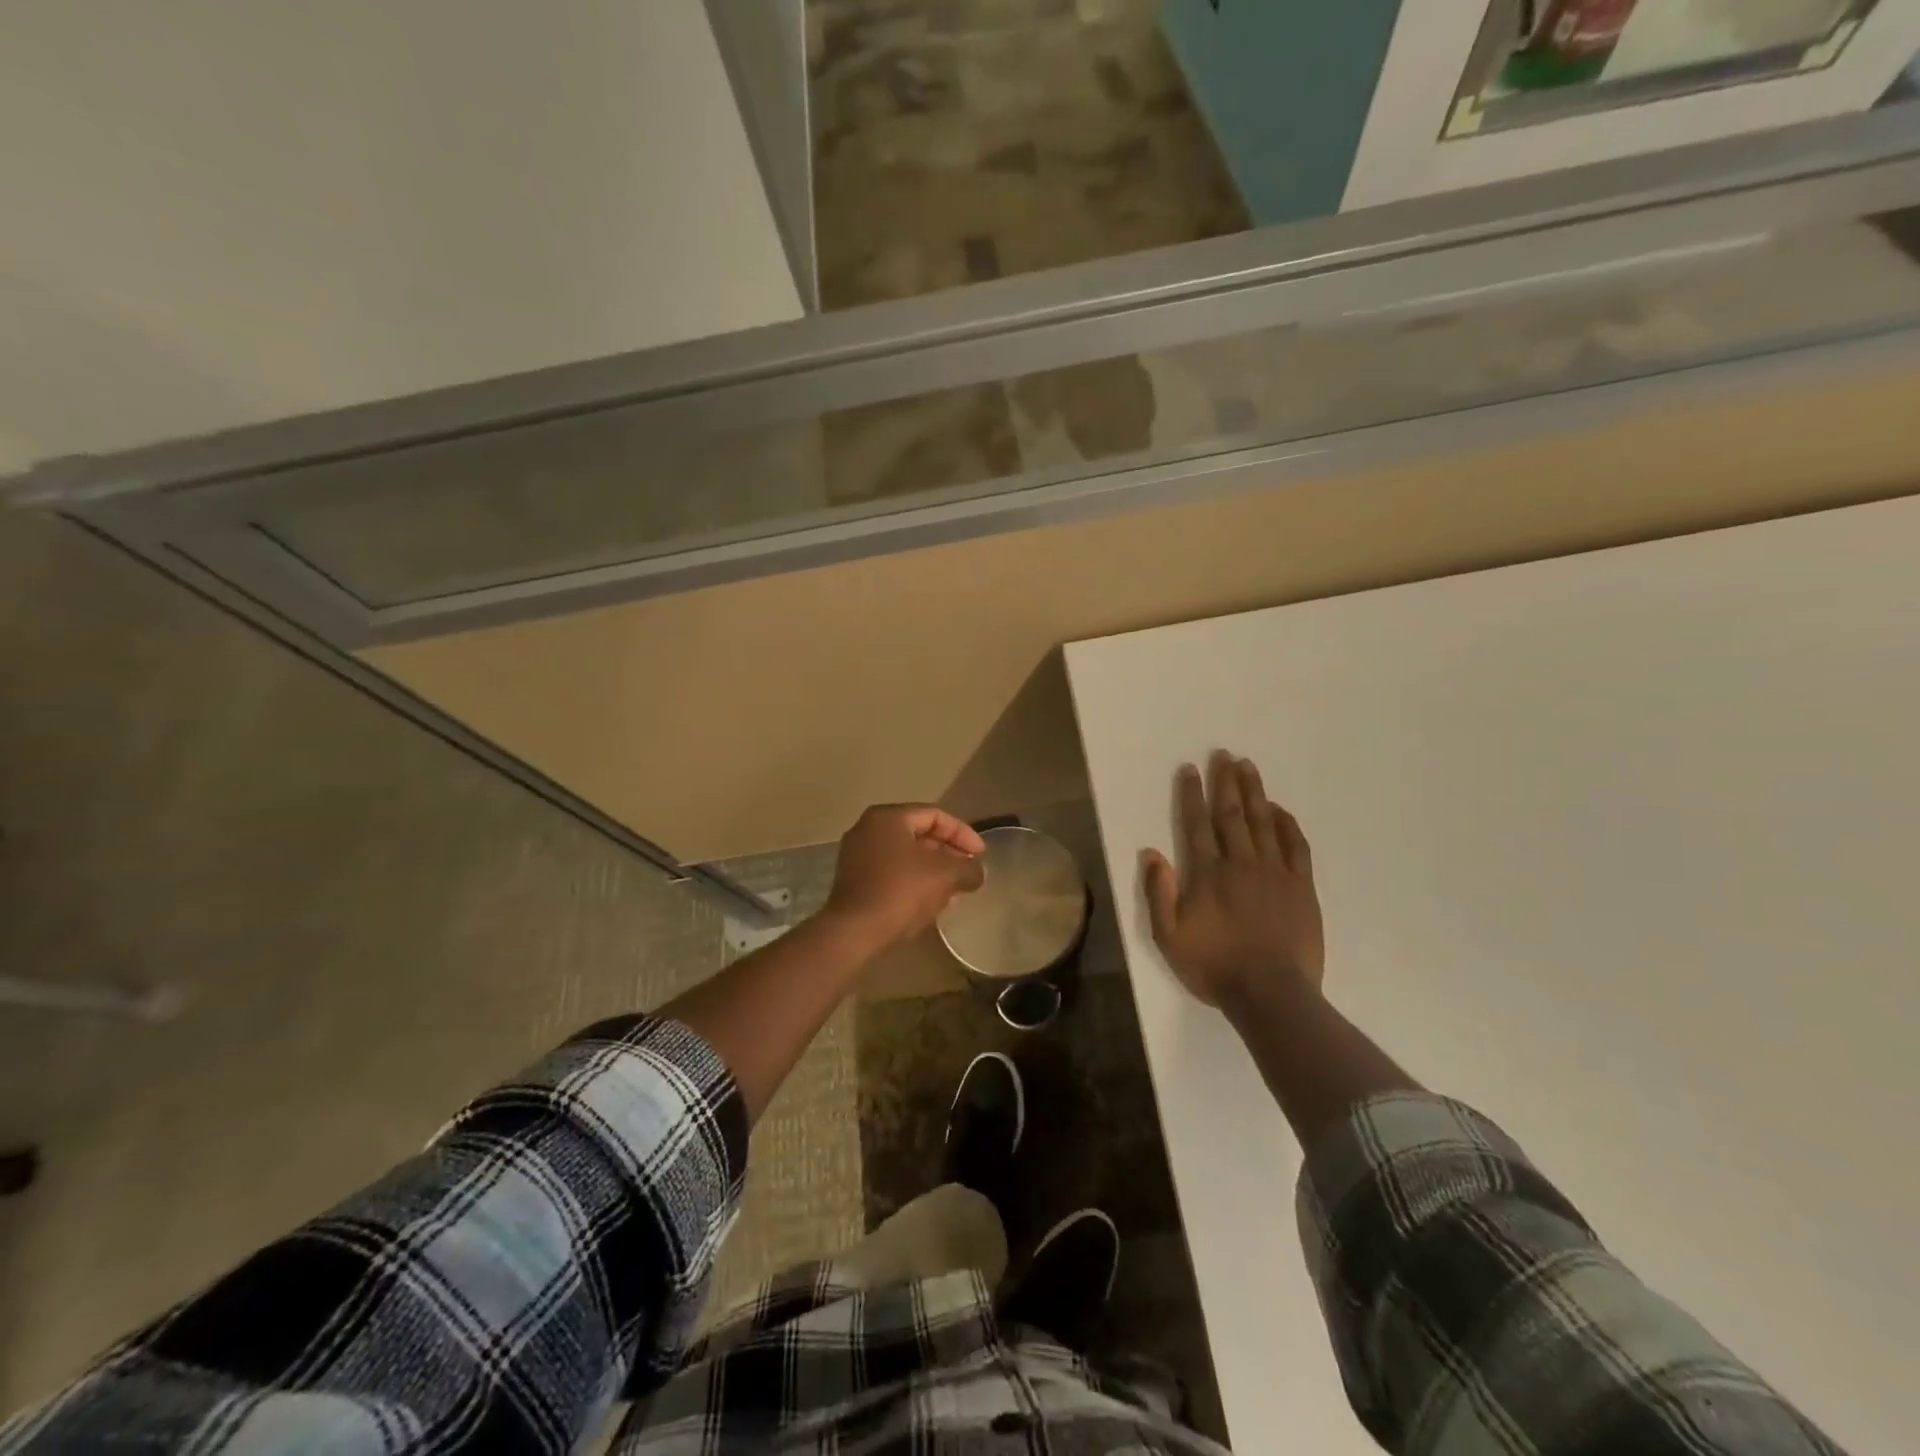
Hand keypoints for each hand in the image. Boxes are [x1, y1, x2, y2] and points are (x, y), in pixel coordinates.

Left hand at [823, 804, 985, 949]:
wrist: (854, 931)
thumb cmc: (901, 891)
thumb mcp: (945, 875)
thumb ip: (968, 869)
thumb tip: (976, 873)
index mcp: (888, 817)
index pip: (935, 815)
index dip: (963, 833)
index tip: (980, 855)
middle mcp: (868, 829)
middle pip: (919, 834)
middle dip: (948, 852)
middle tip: (968, 870)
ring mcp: (857, 855)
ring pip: (905, 856)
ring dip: (932, 870)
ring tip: (954, 889)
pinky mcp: (854, 881)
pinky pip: (892, 873)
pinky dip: (914, 881)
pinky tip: (931, 902)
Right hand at [1140, 751, 1323, 1006]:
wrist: (1271, 993)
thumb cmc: (1214, 966)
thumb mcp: (1169, 937)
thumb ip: (1158, 893)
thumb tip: (1151, 853)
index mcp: (1207, 874)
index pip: (1197, 824)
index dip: (1191, 795)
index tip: (1190, 769)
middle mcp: (1240, 863)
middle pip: (1231, 814)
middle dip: (1225, 782)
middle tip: (1224, 754)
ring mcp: (1274, 873)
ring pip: (1262, 822)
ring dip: (1254, 792)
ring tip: (1248, 766)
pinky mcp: (1300, 886)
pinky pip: (1295, 846)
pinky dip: (1286, 824)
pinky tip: (1279, 809)